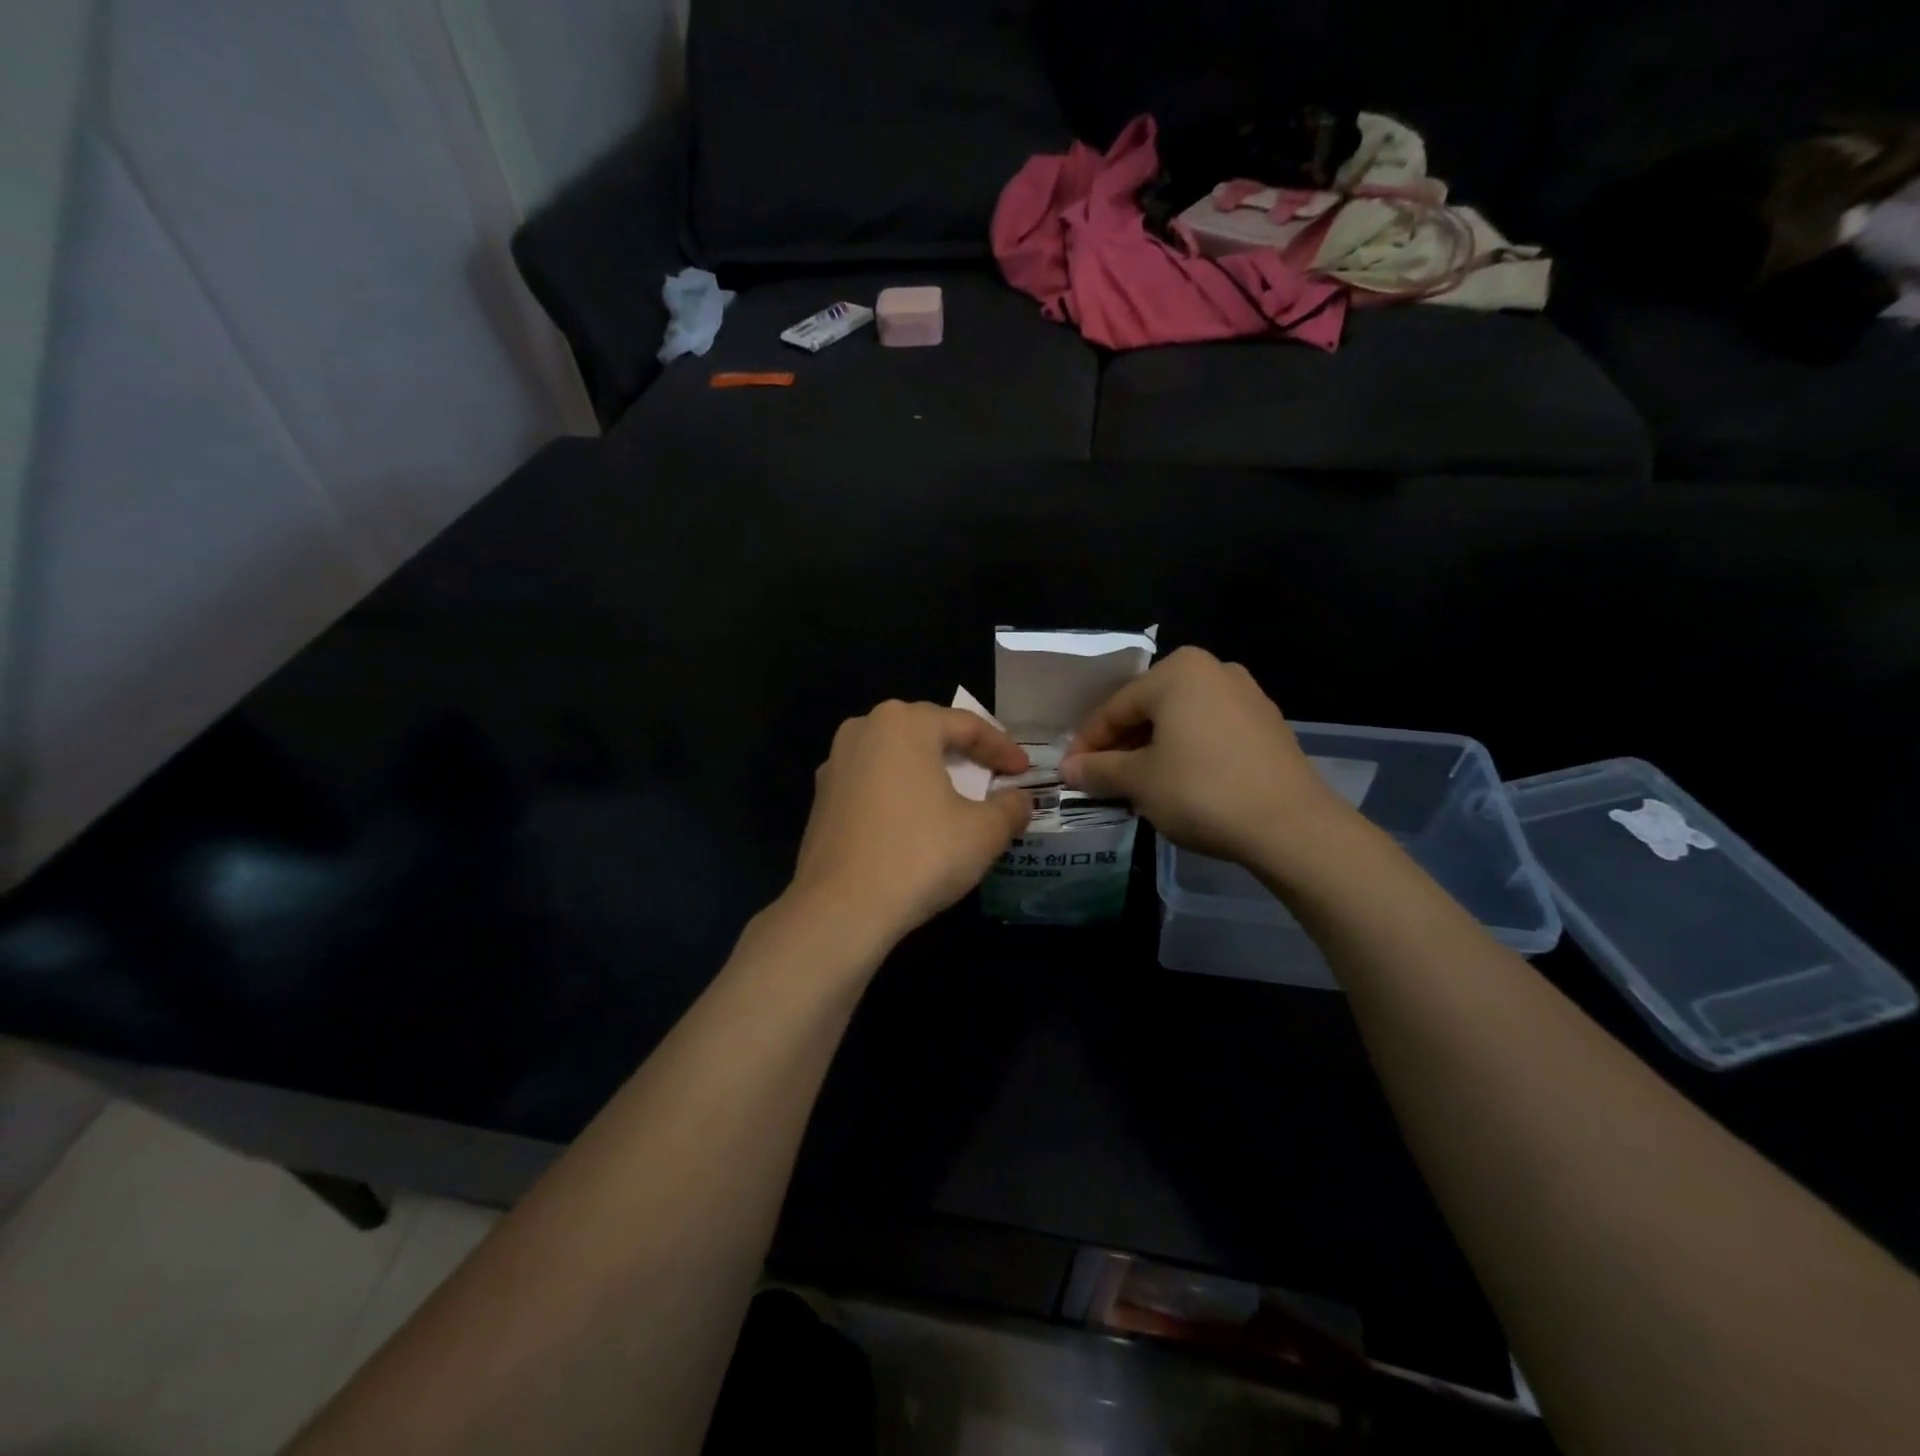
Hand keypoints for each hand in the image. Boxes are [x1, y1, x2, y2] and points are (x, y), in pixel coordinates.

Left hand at [789, 700, 1033, 948]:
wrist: (840, 908)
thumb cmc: (920, 856)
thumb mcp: (983, 832)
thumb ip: (1010, 807)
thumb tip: (1020, 800)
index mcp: (903, 723)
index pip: (966, 725)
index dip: (1002, 748)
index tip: (1024, 771)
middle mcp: (863, 730)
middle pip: (927, 734)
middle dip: (965, 755)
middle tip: (994, 777)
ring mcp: (835, 764)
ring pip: (897, 759)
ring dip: (930, 774)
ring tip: (957, 799)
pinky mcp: (821, 799)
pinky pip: (873, 784)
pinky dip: (900, 795)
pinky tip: (915, 823)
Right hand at [1060, 647, 1350, 865]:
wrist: (1290, 825)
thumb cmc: (1200, 791)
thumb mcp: (1138, 781)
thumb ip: (1098, 770)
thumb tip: (1069, 770)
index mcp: (1177, 671)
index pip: (1115, 707)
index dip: (1087, 743)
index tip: (1070, 772)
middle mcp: (1213, 670)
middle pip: (1149, 709)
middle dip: (1121, 744)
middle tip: (1100, 778)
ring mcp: (1247, 695)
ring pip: (1181, 721)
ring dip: (1152, 749)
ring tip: (1135, 784)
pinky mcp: (1267, 725)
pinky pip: (1210, 732)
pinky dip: (1186, 752)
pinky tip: (1178, 783)